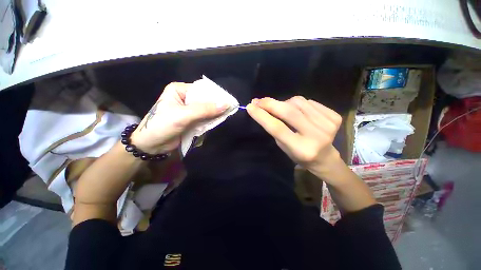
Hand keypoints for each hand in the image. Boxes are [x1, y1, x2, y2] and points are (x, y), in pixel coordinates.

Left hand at [131, 82, 227, 153]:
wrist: (151, 145)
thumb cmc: (162, 125)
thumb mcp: (184, 115)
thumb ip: (205, 110)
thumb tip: (226, 104)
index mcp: (180, 90)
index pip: (202, 90)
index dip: (215, 96)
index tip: (229, 101)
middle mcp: (185, 97)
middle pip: (205, 100)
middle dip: (216, 106)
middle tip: (230, 110)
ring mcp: (189, 110)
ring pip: (206, 110)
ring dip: (214, 114)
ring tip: (226, 116)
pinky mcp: (191, 120)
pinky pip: (205, 118)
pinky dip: (211, 121)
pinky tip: (217, 121)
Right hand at [246, 96, 342, 179]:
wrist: (325, 157)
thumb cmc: (299, 155)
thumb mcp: (283, 146)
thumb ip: (275, 128)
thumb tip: (264, 108)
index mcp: (301, 149)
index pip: (277, 128)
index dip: (262, 116)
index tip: (250, 106)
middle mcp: (316, 136)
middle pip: (289, 112)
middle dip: (270, 103)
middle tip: (258, 100)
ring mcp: (328, 125)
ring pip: (298, 102)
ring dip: (284, 103)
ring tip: (281, 109)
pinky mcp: (335, 117)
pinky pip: (309, 101)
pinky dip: (298, 103)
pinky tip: (298, 111)